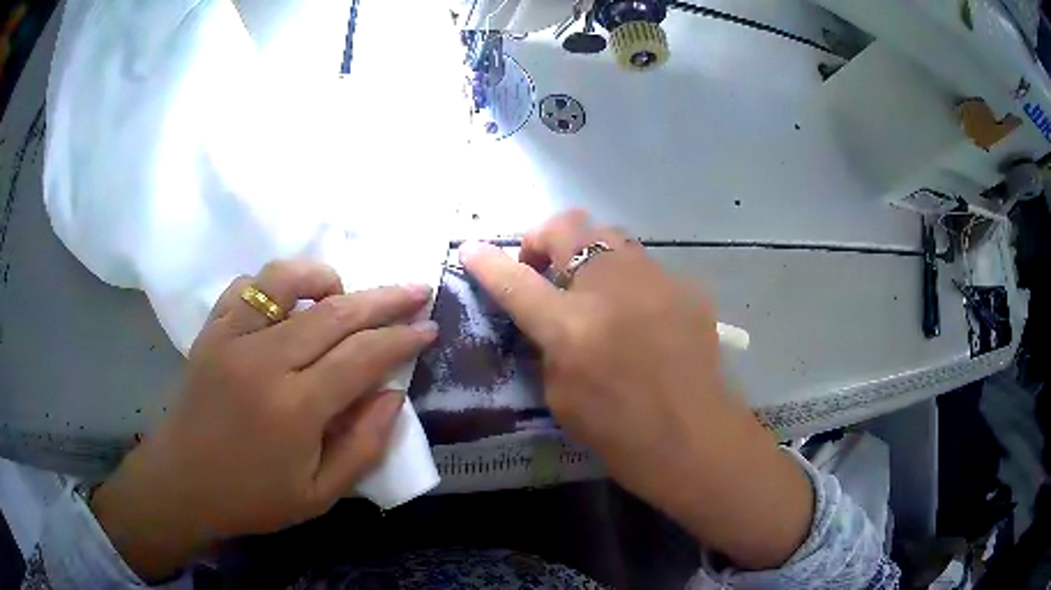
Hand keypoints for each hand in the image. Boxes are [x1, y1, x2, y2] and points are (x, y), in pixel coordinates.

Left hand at [90, 260, 437, 580]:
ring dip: (324, 277)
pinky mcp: (211, 331)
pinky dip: (274, 284)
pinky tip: (288, 302)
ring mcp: (232, 338)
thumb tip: (393, 395)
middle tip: (415, 290)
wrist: (183, 483)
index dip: (401, 338)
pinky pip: (246, 287)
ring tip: (344, 292)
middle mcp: (264, 361)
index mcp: (295, 408)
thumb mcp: (320, 495)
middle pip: (335, 312)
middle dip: (384, 299)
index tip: (428, 327)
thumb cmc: (253, 497)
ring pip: (285, 281)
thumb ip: (363, 446)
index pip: (362, 357)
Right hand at [460, 211, 812, 569]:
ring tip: (593, 286)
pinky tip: (639, 313)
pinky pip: (646, 266)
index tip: (470, 248)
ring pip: (611, 234)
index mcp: (571, 326)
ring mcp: (655, 280)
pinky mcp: (685, 287)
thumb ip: (550, 344)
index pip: (514, 279)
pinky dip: (629, 279)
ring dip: (589, 252)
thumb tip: (552, 316)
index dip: (487, 261)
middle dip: (544, 238)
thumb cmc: (619, 431)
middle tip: (544, 269)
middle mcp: (612, 287)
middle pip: (568, 225)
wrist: (693, 437)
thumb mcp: (559, 395)